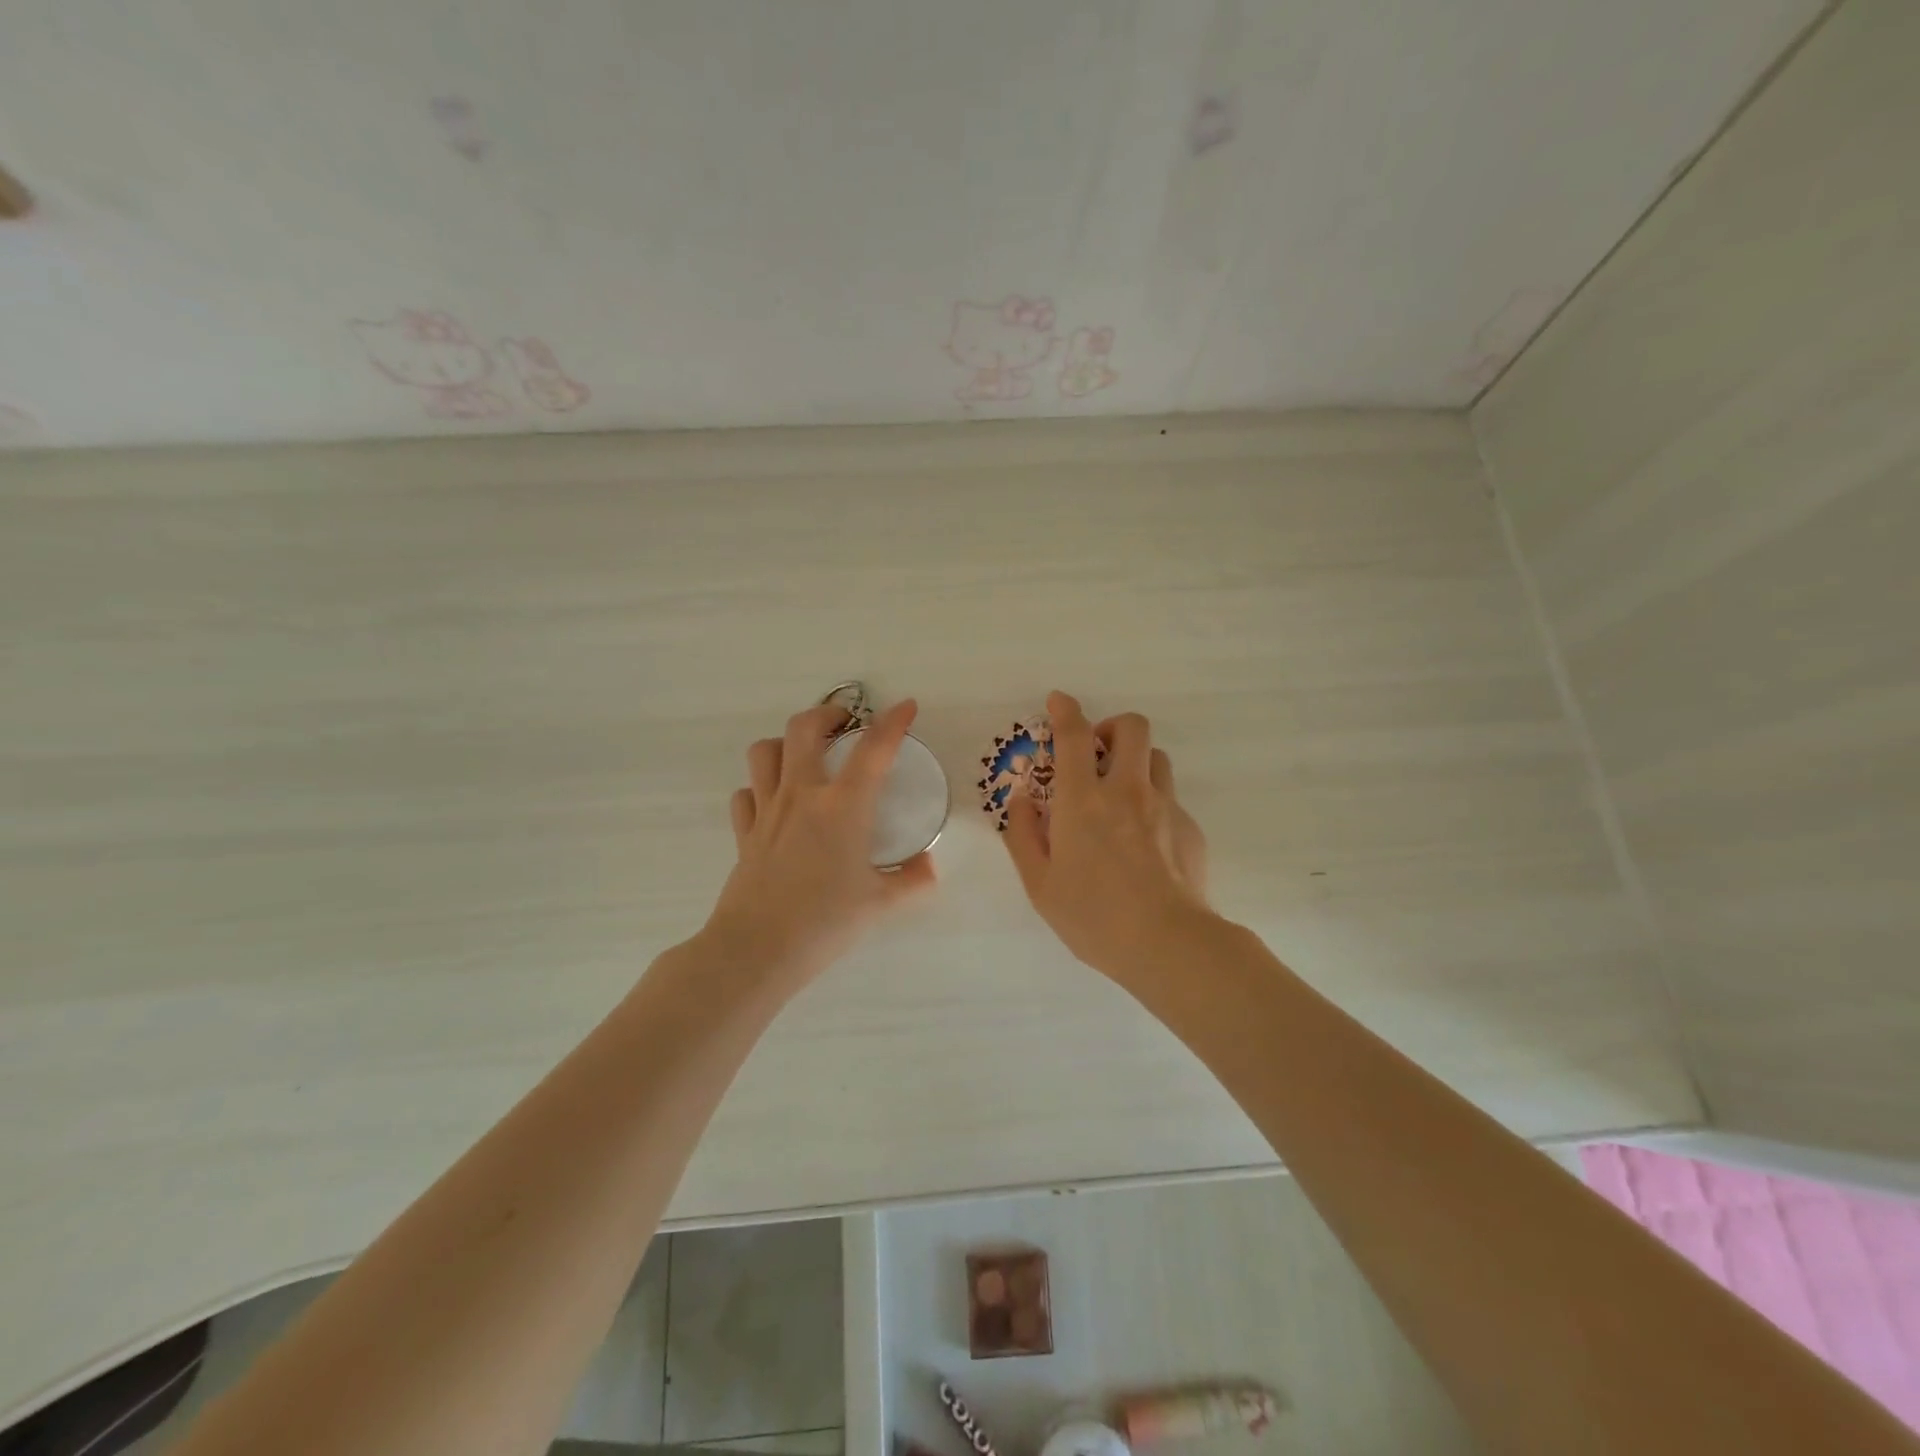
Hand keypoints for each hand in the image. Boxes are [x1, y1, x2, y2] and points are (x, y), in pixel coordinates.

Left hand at [701, 699, 936, 987]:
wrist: (757, 949)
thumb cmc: (825, 922)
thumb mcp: (880, 903)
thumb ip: (911, 880)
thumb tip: (929, 867)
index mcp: (843, 806)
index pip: (873, 749)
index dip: (893, 721)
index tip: (907, 706)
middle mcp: (802, 795)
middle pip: (804, 728)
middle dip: (827, 713)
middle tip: (845, 722)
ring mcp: (767, 810)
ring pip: (765, 751)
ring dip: (786, 743)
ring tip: (805, 755)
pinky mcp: (744, 833)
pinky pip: (747, 793)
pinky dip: (760, 788)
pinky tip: (774, 803)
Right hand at [1004, 691, 1211, 979]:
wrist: (1168, 944)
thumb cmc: (1093, 916)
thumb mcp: (1039, 883)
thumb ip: (1022, 835)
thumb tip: (1021, 800)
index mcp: (1083, 800)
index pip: (1074, 736)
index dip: (1065, 710)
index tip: (1059, 701)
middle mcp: (1127, 791)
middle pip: (1132, 727)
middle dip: (1112, 726)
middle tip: (1097, 754)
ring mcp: (1165, 807)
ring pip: (1157, 758)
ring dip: (1136, 762)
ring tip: (1122, 796)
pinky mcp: (1190, 828)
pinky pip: (1171, 799)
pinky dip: (1153, 805)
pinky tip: (1145, 844)